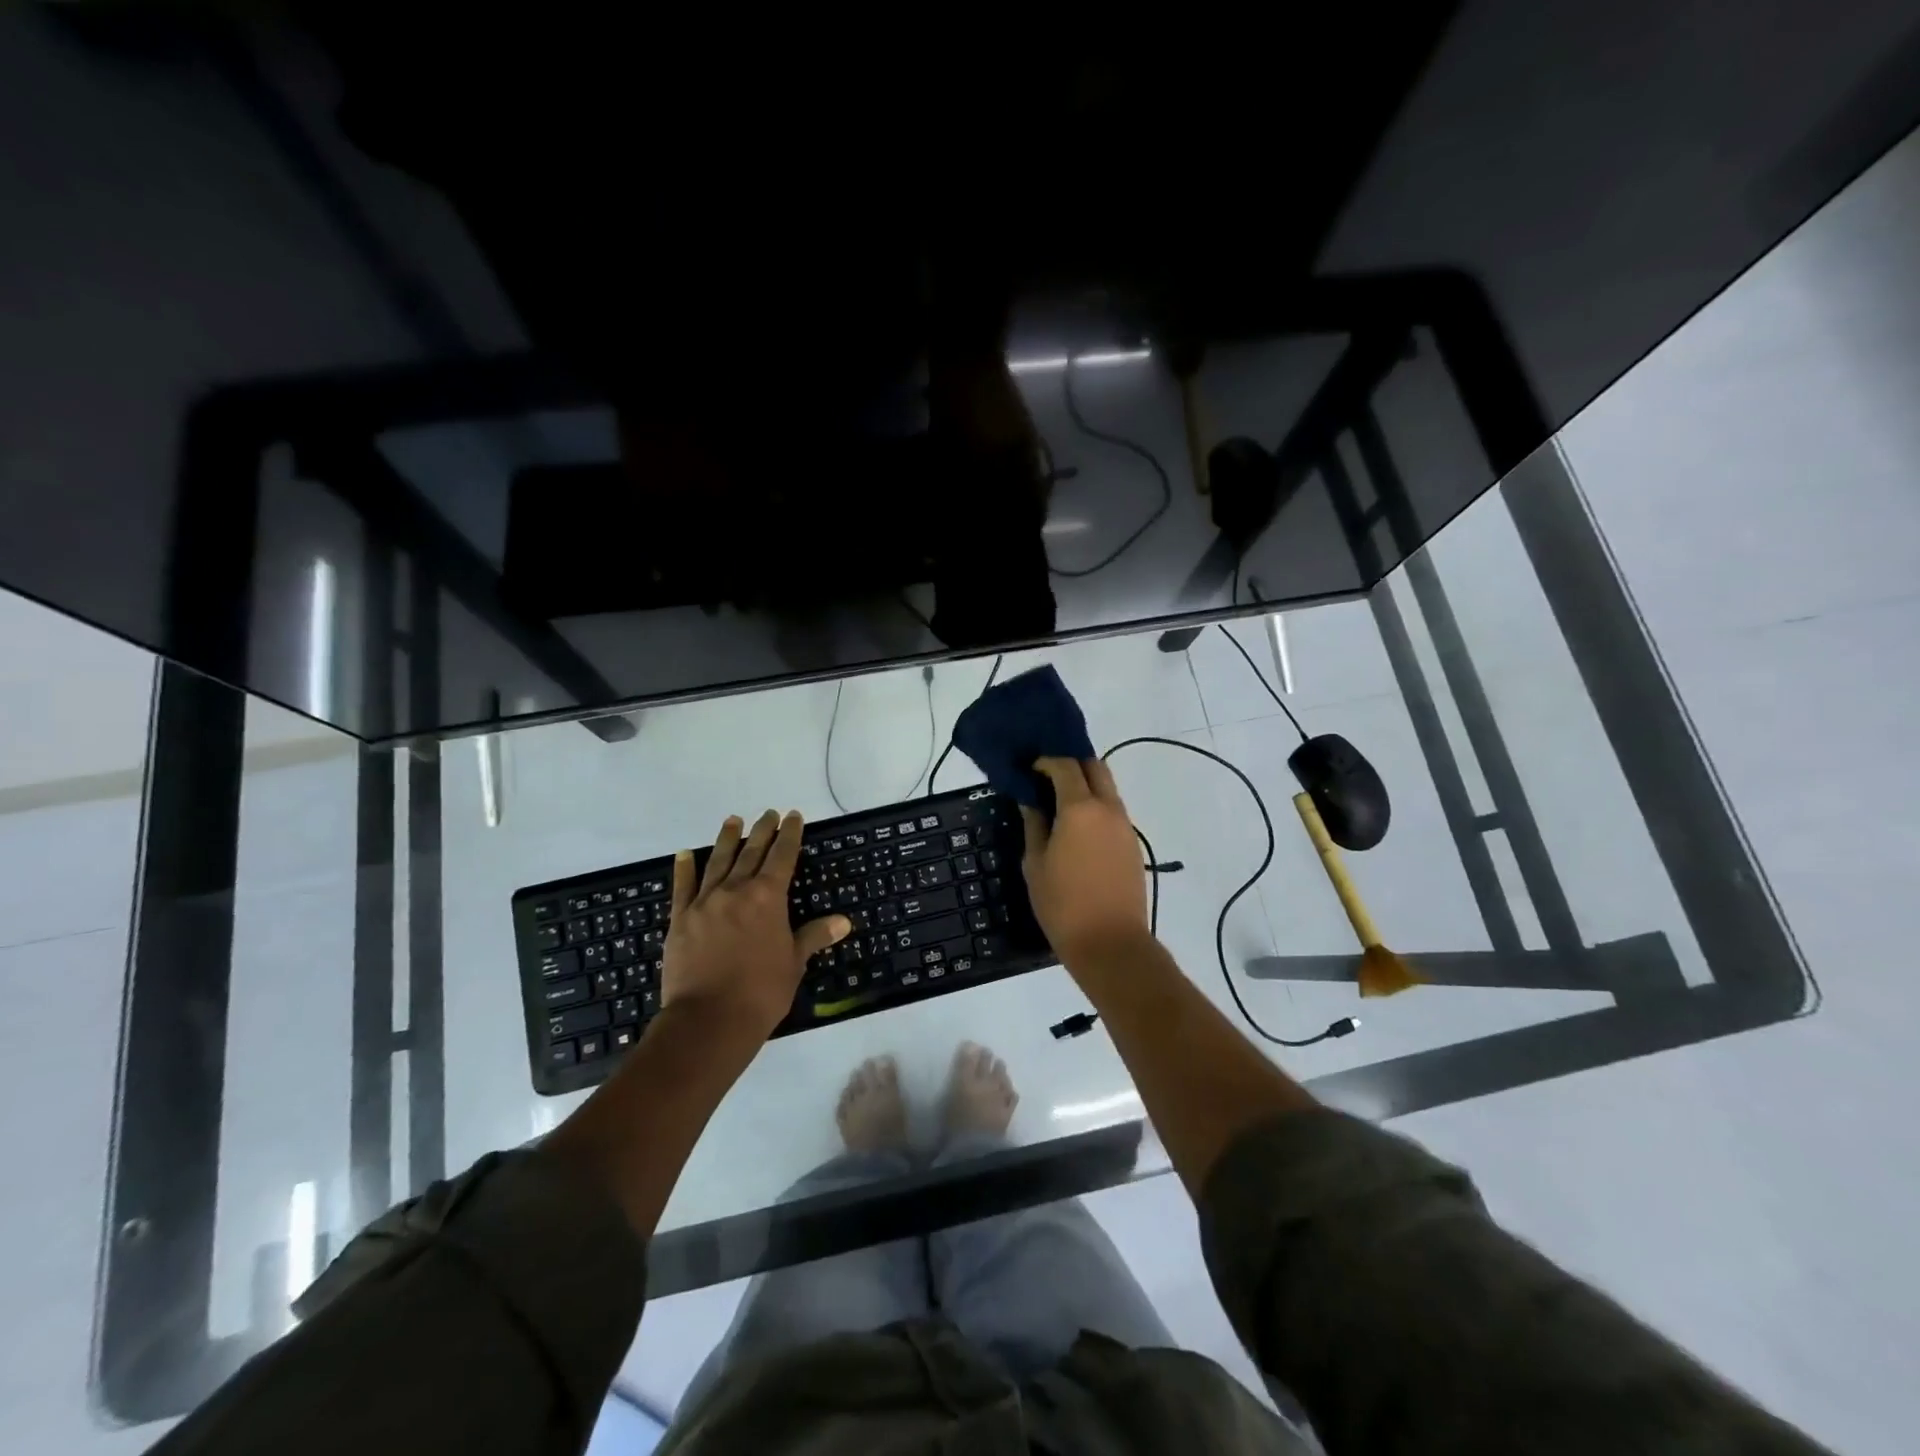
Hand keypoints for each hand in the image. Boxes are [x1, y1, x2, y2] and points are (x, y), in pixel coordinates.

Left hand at [662, 810, 850, 1040]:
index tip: (793, 816)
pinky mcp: (680, 919)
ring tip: (733, 820)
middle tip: (768, 813)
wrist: (708, 1020)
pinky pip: (682, 887)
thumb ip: (814, 935)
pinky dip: (684, 868)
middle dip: (762, 830)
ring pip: (718, 861)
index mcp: (768, 897)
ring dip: (727, 839)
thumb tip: (844, 921)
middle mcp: (736, 890)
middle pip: (751, 852)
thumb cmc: (761, 992)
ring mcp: (704, 902)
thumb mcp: (794, 962)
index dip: (790, 834)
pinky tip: (684, 854)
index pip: (783, 856)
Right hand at [1020, 758, 1150, 966]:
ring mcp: (1125, 826)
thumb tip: (1031, 800)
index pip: (1065, 765)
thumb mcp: (1034, 863)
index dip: (1045, 761)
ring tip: (1058, 805)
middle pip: (1095, 767)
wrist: (1110, 944)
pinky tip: (1076, 829)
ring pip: (1107, 789)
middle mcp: (1108, 808)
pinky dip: (1095, 808)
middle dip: (1071, 764)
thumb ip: (1034, 824)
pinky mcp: (1132, 845)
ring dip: (1086, 786)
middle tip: (1046, 779)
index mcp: (1080, 808)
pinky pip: (1113, 812)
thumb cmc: (1062, 904)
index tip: (1028, 769)